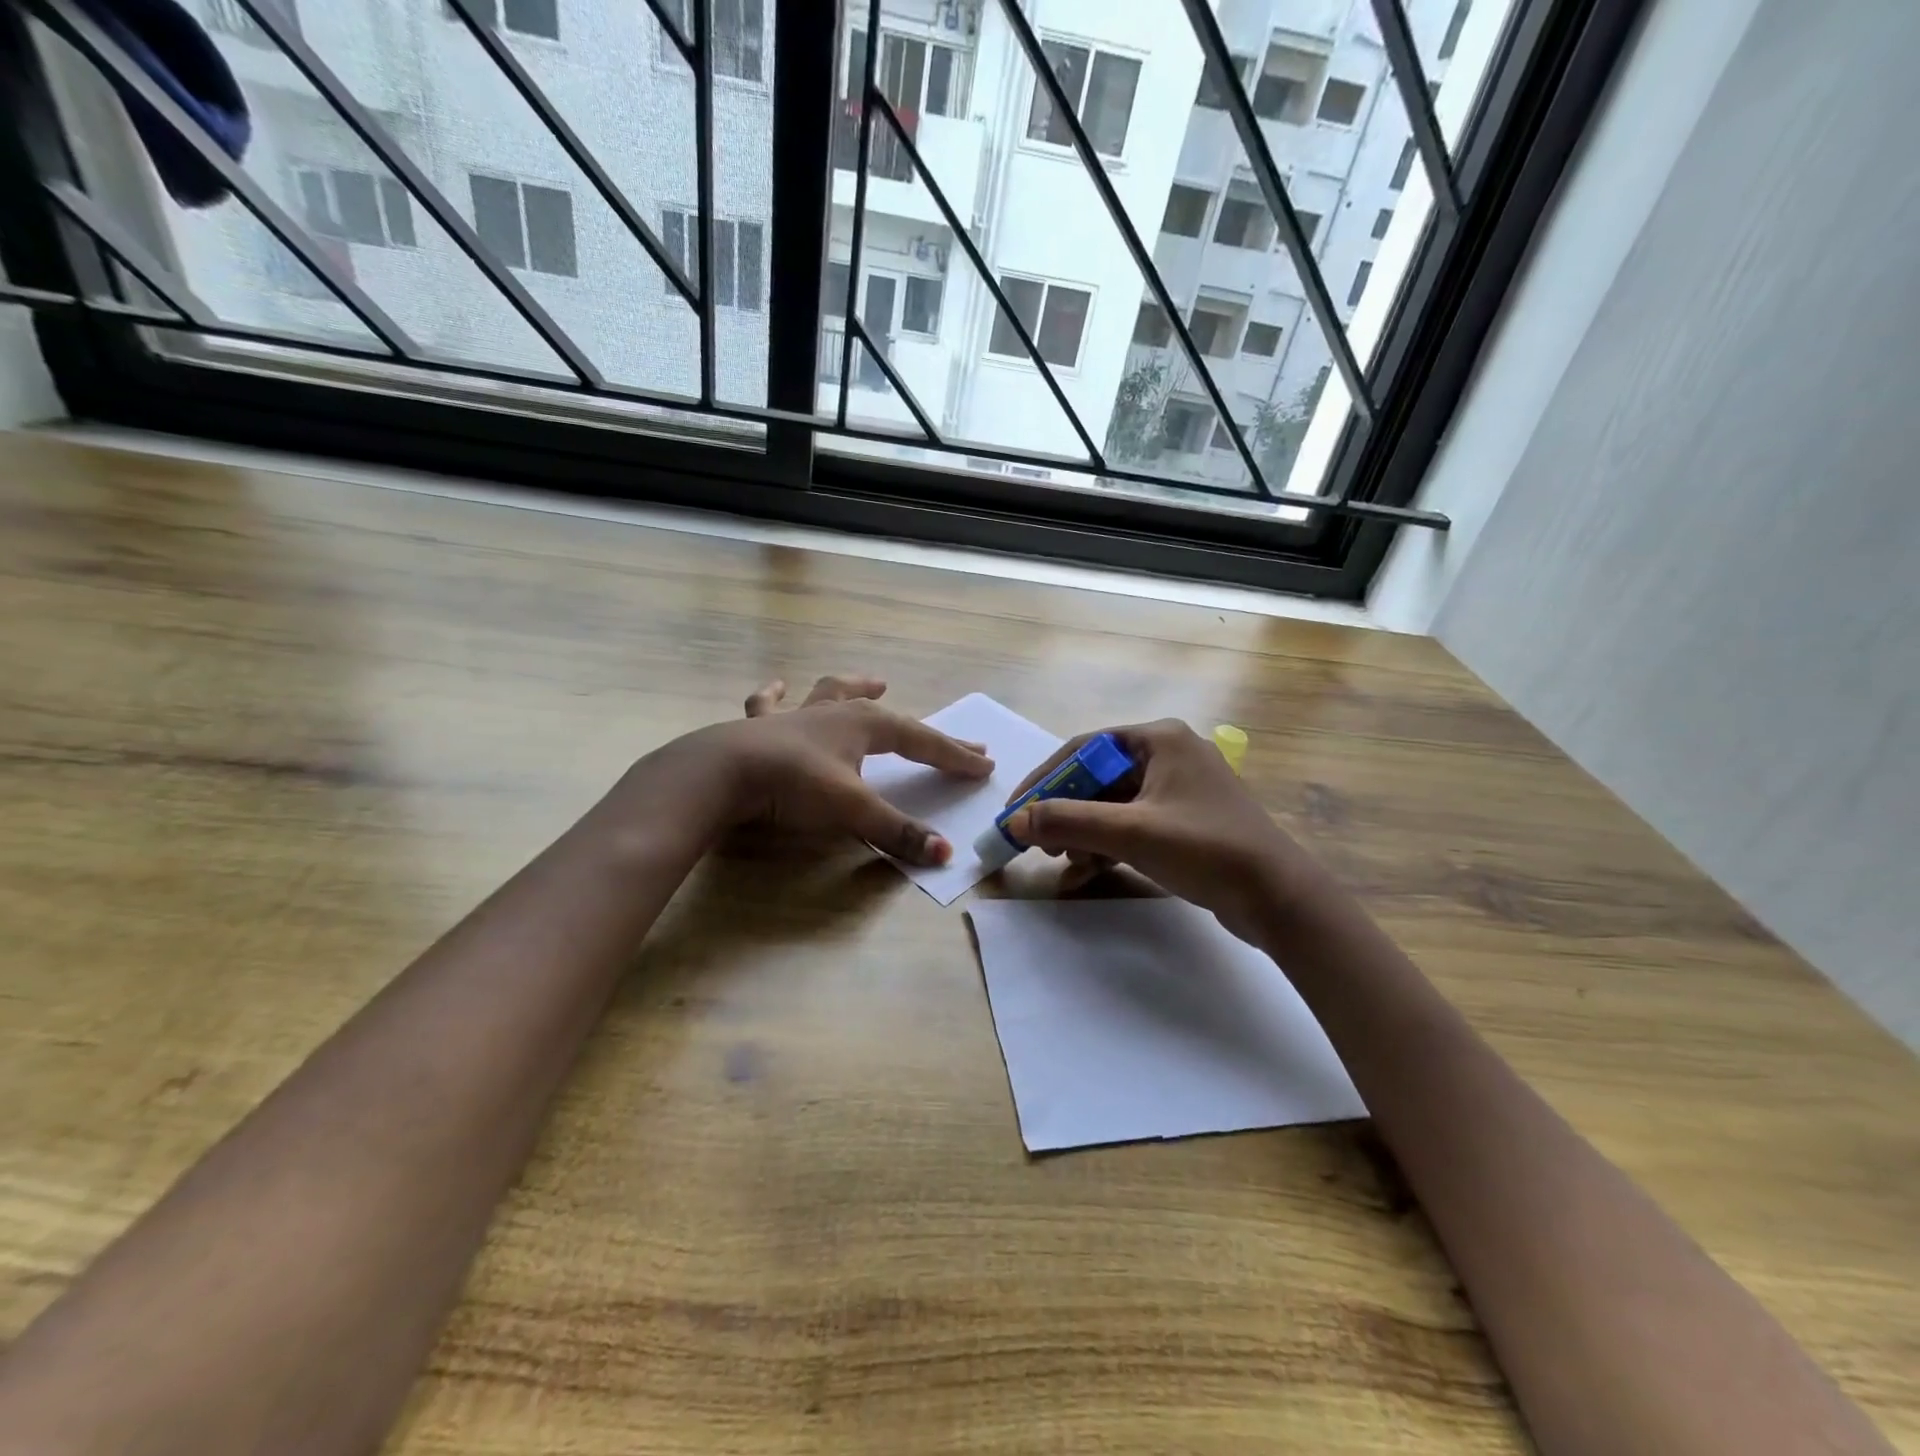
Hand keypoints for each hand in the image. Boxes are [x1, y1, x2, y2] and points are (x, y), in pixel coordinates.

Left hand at [694, 674, 992, 865]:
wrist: (722, 773)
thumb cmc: (794, 784)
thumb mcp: (851, 810)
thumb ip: (896, 832)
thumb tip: (945, 854)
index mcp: (864, 725)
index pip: (922, 741)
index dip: (954, 754)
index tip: (984, 764)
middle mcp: (835, 712)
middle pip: (891, 718)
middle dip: (926, 732)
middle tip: (958, 740)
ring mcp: (796, 716)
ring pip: (833, 693)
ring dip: (856, 688)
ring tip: (876, 682)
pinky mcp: (760, 726)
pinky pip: (770, 704)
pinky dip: (775, 696)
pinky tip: (777, 685)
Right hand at [1003, 719, 1302, 940]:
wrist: (1279, 898)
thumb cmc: (1205, 849)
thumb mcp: (1131, 833)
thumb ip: (1069, 821)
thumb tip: (1015, 819)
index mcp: (1159, 740)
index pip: (1084, 749)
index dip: (1045, 779)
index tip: (1018, 809)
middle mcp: (1169, 754)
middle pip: (1098, 778)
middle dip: (1067, 813)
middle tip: (1042, 843)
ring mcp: (1180, 789)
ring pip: (1114, 805)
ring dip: (1085, 833)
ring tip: (1067, 864)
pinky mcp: (1186, 820)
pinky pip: (1133, 824)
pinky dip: (1109, 845)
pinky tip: (1088, 873)